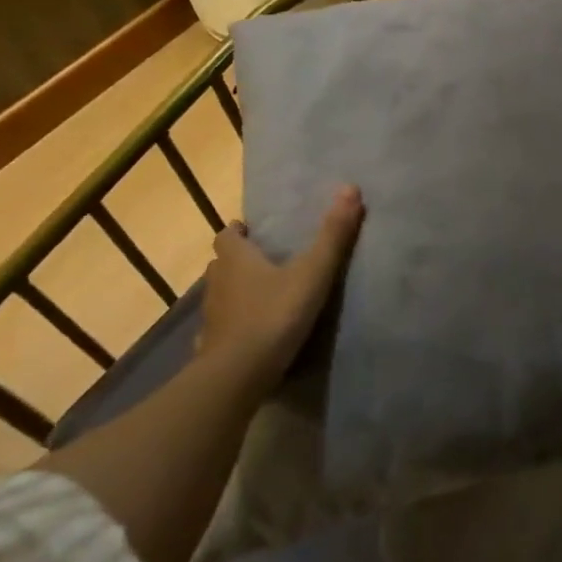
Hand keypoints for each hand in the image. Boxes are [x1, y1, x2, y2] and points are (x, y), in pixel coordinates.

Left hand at [199, 186, 363, 391]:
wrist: (239, 374)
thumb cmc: (274, 314)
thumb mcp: (313, 272)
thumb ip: (333, 234)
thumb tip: (350, 187)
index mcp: (236, 260)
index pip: (227, 236)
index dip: (237, 231)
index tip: (251, 230)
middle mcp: (217, 283)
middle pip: (222, 264)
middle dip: (238, 260)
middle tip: (264, 260)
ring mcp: (212, 317)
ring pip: (221, 295)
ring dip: (236, 291)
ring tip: (263, 295)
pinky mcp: (212, 346)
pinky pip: (221, 328)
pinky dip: (233, 325)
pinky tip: (250, 333)